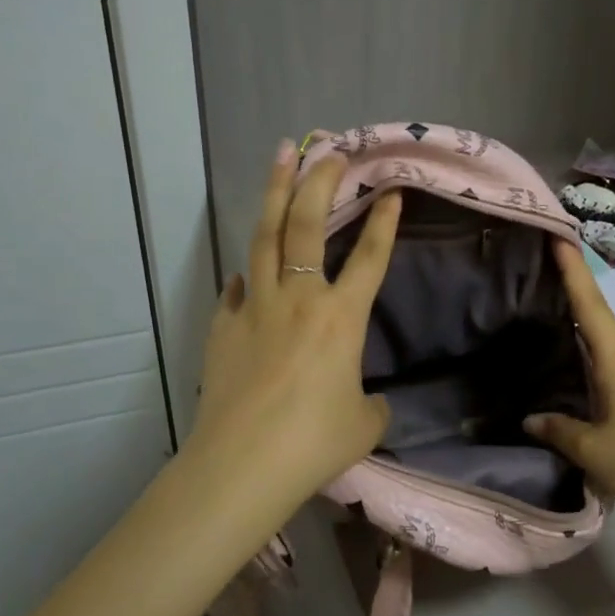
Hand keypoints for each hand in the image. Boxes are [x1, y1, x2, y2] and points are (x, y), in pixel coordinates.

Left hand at [186, 140, 400, 519]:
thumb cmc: (313, 443)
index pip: (369, 257)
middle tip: (328, 151)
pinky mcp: (223, 327)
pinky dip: (247, 271)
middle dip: (319, 182)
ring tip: (281, 157)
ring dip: (274, 193)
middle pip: (307, 225)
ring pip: (264, 237)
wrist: (242, 464)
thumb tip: (365, 398)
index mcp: (341, 318)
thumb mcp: (365, 425)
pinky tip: (246, 268)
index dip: (384, 222)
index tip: (391, 190)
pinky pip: (237, 288)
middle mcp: (298, 299)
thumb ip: (371, 403)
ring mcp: (254, 308)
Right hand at [525, 240, 614, 531]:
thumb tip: (530, 417)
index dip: (572, 269)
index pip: (590, 303)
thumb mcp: (594, 450)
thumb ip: (559, 430)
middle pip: (596, 313)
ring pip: (602, 337)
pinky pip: (607, 360)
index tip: (557, 234)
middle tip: (539, 263)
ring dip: (579, 316)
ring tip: (546, 302)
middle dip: (571, 285)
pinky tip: (571, 356)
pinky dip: (586, 348)